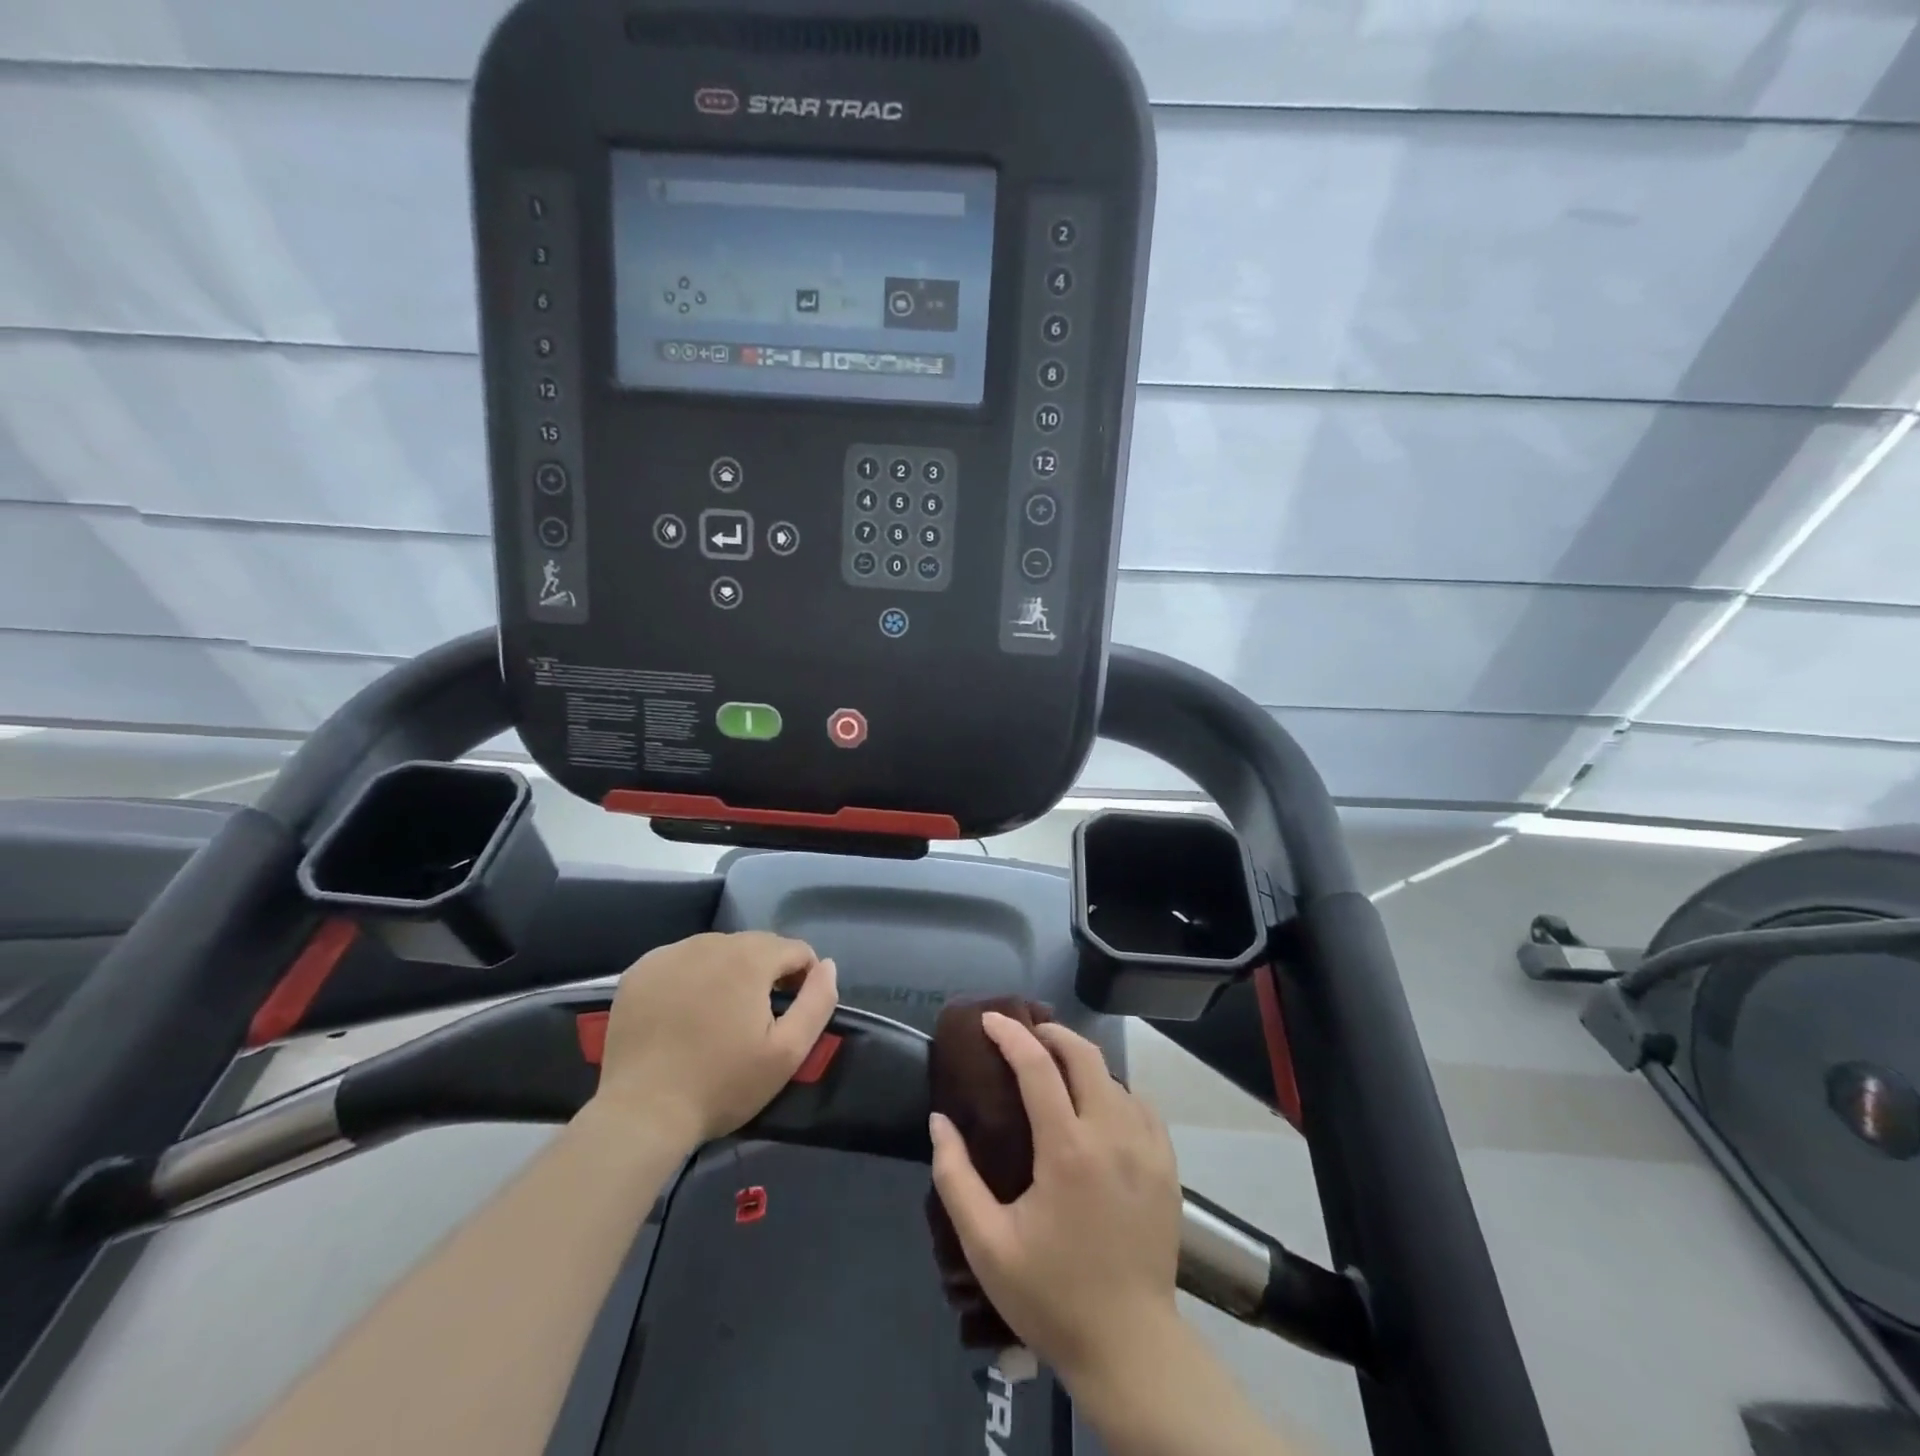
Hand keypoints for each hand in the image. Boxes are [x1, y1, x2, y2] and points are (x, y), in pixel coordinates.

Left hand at [591, 931, 838, 1146]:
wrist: (641, 1113)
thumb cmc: (722, 1084)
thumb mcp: (788, 1052)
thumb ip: (818, 1001)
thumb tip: (827, 965)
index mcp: (750, 957)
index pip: (795, 949)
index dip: (803, 978)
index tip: (791, 1012)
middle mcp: (711, 942)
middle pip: (756, 946)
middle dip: (765, 973)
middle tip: (755, 1018)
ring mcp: (670, 953)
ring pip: (717, 950)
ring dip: (728, 972)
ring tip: (719, 1015)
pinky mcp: (641, 970)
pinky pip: (681, 960)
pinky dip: (691, 976)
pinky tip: (684, 1011)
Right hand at [929, 1013, 1182, 1384]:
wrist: (1129, 1347)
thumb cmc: (1051, 1295)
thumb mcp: (986, 1244)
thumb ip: (956, 1177)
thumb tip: (940, 1121)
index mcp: (1067, 1148)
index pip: (1037, 1066)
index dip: (1010, 1035)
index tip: (990, 1020)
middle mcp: (1112, 1134)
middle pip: (1084, 1055)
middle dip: (1051, 1034)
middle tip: (1025, 1036)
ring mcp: (1146, 1148)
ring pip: (1114, 1078)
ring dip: (1082, 1063)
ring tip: (1057, 1071)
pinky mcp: (1167, 1166)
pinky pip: (1140, 1106)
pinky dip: (1114, 1091)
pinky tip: (1100, 1108)